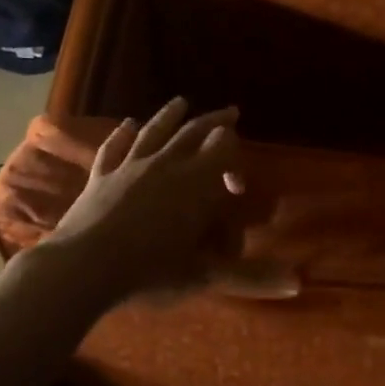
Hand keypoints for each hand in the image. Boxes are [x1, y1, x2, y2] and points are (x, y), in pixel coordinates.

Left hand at [44, 98, 297, 304]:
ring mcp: (130, 167)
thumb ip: (252, 277)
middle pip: (194, 134)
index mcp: (196, 182)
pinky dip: (122, 135)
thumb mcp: (206, 276)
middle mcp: (166, 165)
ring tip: (181, 102)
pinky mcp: (101, 177)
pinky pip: (114, 148)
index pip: (224, 153)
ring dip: (169, 116)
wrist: (84, 267)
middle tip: (229, 111)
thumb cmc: (152, 270)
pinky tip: (127, 125)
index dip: (236, 161)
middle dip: (213, 122)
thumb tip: (300, 284)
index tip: (239, 183)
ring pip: (155, 132)